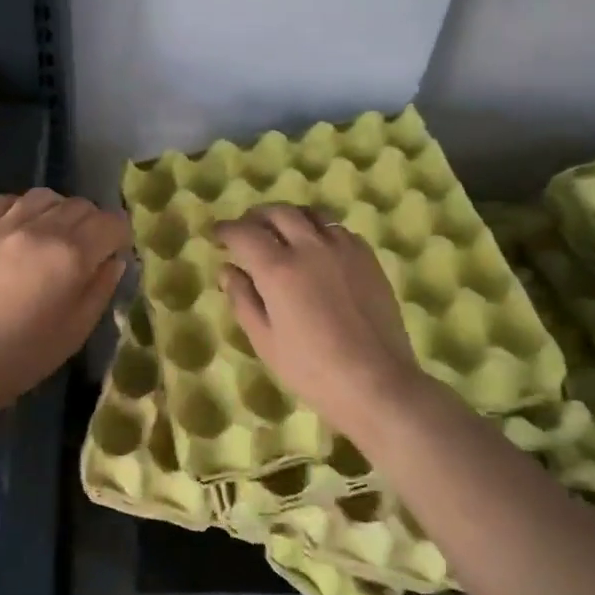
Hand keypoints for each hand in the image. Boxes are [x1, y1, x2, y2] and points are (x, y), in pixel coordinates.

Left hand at [0, 188, 129, 415]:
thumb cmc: (24, 356)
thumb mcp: (77, 330)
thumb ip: (102, 288)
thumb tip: (114, 259)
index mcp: (72, 256)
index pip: (111, 223)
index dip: (120, 234)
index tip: (115, 250)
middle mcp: (41, 229)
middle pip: (80, 206)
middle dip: (92, 222)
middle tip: (86, 246)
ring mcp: (2, 225)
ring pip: (44, 196)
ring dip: (58, 211)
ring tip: (52, 232)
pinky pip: (3, 200)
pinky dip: (18, 207)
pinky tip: (17, 226)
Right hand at [216, 205, 423, 440]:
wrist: (377, 382)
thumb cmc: (313, 370)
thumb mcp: (265, 341)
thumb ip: (243, 299)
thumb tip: (227, 270)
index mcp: (278, 269)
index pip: (245, 233)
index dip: (227, 229)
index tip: (217, 233)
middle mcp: (310, 247)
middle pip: (278, 212)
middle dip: (256, 216)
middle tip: (246, 228)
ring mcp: (342, 247)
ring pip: (310, 214)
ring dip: (288, 217)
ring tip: (281, 232)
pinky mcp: (367, 256)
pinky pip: (337, 229)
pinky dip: (319, 229)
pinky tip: (317, 248)